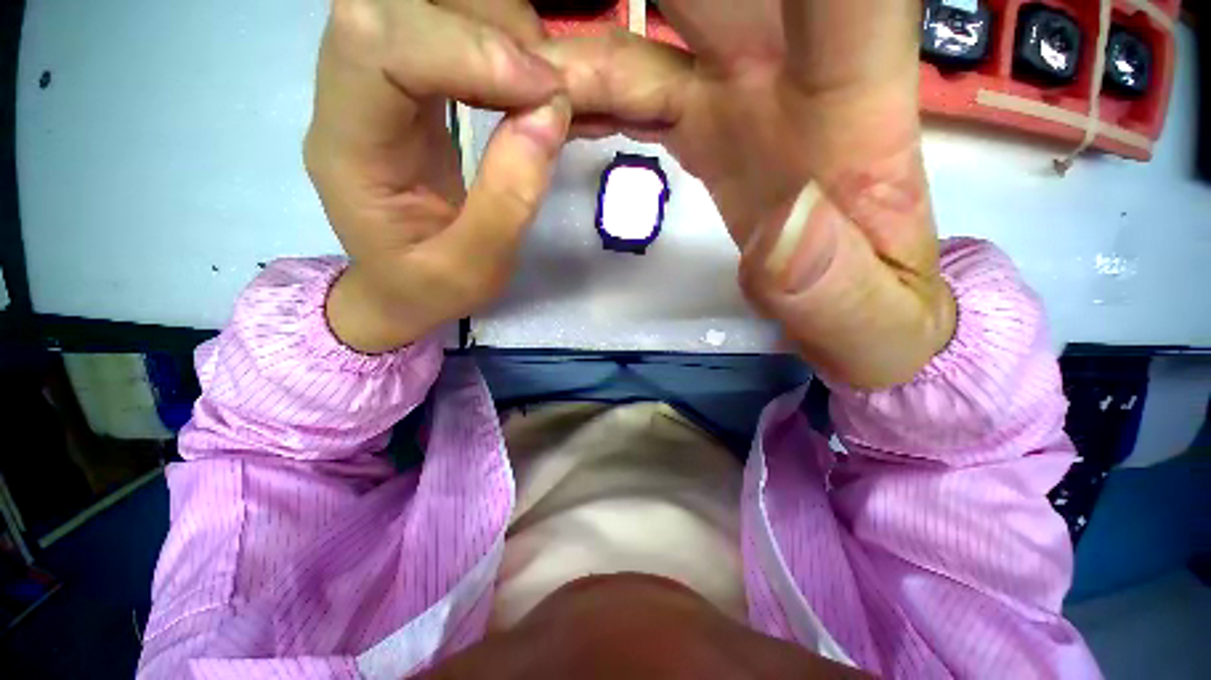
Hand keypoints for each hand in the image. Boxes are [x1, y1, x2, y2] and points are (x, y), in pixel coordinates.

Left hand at [305, 0, 569, 352]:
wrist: (401, 290)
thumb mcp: (473, 268)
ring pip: (424, 4)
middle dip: (485, 25)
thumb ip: (509, 200)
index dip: (465, 47)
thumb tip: (550, 113)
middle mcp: (347, 96)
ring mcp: (375, 83)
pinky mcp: (406, 87)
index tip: (544, 91)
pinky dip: (497, 42)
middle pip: (396, 2)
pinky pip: (444, 29)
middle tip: (548, 81)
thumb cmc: (428, 289)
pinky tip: (527, 81)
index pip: (376, 45)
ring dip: (497, 28)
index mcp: (347, 147)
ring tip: (544, 84)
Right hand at [543, 1, 955, 388]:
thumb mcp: (876, 325)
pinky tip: (552, 107)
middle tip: (531, 38)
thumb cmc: (878, 321)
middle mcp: (785, 79)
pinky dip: (590, 89)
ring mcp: (735, 99)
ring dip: (586, 40)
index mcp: (851, 111)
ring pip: (647, 31)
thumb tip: (781, 226)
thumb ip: (835, 286)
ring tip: (520, 70)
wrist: (860, 316)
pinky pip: (635, 88)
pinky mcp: (706, 129)